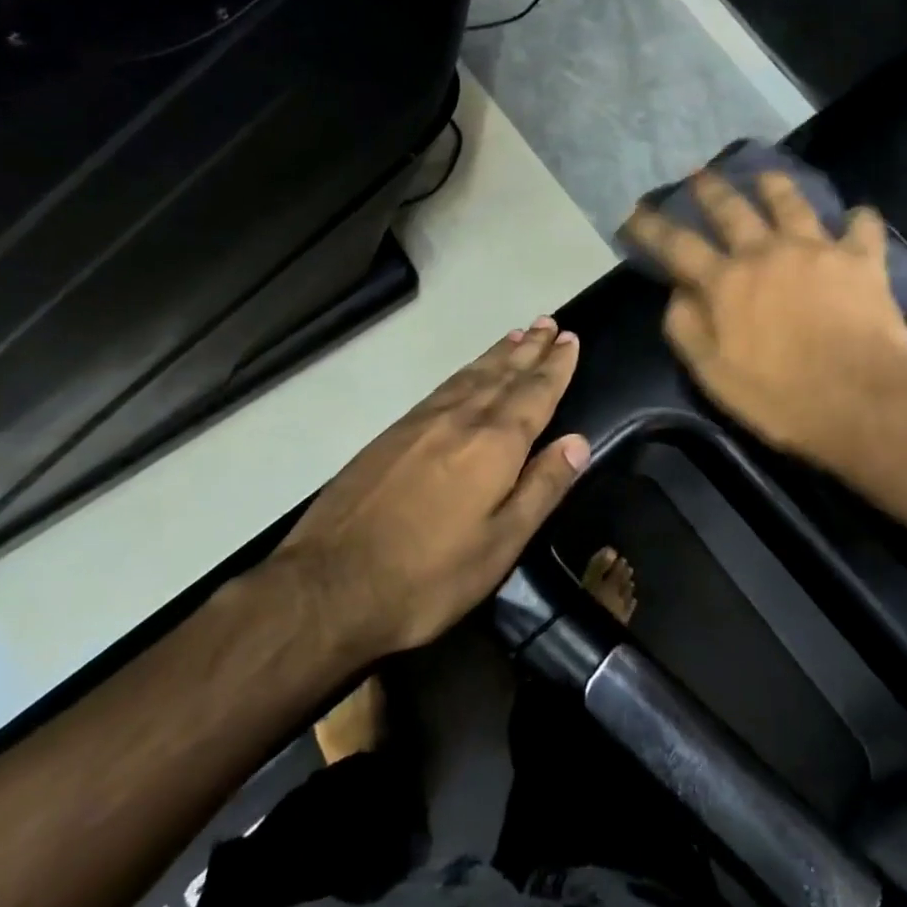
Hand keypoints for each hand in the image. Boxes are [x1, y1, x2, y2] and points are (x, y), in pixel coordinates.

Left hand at [274, 319, 588, 661]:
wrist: (328, 585)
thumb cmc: (427, 576)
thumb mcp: (499, 545)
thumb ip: (541, 489)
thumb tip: (578, 442)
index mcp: (494, 446)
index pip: (535, 394)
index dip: (556, 366)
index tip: (570, 338)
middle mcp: (461, 420)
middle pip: (504, 374)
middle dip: (530, 348)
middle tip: (549, 321)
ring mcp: (422, 422)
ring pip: (471, 376)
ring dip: (499, 353)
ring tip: (517, 334)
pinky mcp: (393, 433)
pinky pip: (443, 387)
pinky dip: (466, 371)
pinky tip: (469, 373)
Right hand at [623, 171, 906, 480]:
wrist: (862, 403)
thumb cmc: (781, 398)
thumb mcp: (714, 375)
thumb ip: (687, 329)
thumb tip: (677, 293)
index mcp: (726, 283)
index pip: (678, 246)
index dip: (654, 227)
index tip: (637, 211)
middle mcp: (766, 253)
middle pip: (732, 210)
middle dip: (712, 190)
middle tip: (700, 174)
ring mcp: (816, 251)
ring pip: (792, 204)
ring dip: (776, 186)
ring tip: (767, 175)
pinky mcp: (861, 261)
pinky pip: (863, 228)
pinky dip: (860, 220)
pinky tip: (859, 215)